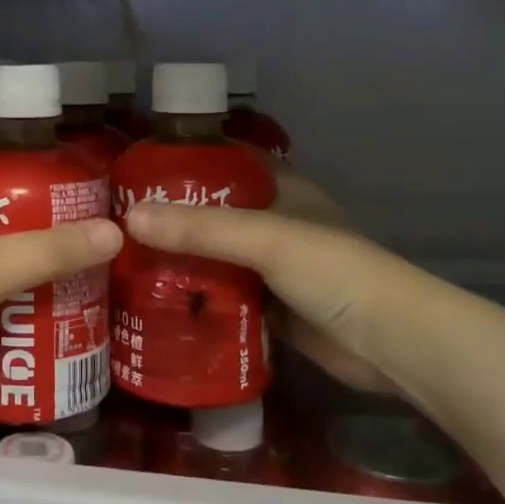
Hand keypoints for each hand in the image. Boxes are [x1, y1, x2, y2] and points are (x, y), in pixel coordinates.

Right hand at [123, 170, 413, 394]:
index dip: (183, 160)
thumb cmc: (334, 270)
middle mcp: (272, 222)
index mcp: (280, 188)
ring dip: (177, 260)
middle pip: (210, 212)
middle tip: (114, 220)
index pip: (224, 161)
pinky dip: (193, 298)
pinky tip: (152, 302)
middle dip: (169, 217)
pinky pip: (220, 296)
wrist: (390, 343)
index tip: (134, 168)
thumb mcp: (266, 239)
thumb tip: (128, 219)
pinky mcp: (267, 307)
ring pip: (212, 256)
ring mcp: (270, 267)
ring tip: (120, 260)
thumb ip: (201, 229)